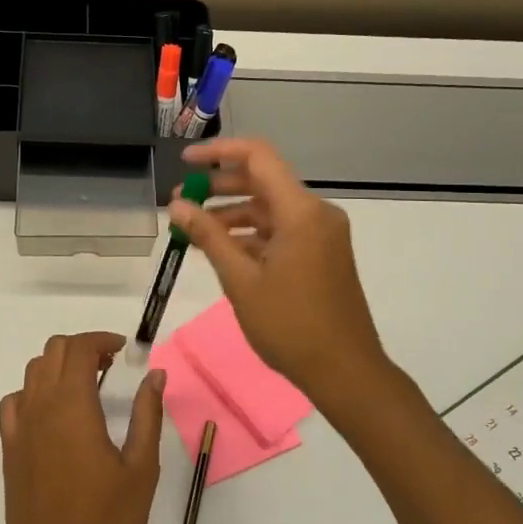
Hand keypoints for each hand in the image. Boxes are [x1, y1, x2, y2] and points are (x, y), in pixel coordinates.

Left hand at [0, 332, 163, 523]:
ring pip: (33, 371)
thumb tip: (155, 375)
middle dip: (83, 348)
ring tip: (87, 386)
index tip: (124, 350)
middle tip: (110, 367)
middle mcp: (40, 406)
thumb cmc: (104, 522)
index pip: (79, 349)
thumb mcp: (140, 470)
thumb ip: (147, 416)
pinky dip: (35, 391)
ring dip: (59, 366)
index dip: (101, 340)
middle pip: (54, 351)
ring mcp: (20, 426)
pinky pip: (16, 400)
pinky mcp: (9, 446)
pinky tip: (53, 413)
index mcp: (73, 406)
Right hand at [170, 138, 388, 399]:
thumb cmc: (290, 325)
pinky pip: (281, 230)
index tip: (186, 161)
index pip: (258, 156)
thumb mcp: (240, 280)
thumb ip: (208, 236)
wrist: (346, 372)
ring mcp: (321, 234)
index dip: (218, 152)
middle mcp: (315, 213)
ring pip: (270, 208)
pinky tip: (221, 251)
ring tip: (192, 231)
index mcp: (301, 211)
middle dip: (218, 186)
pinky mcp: (321, 254)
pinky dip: (250, 234)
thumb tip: (177, 204)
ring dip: (231, 213)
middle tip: (180, 202)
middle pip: (262, 181)